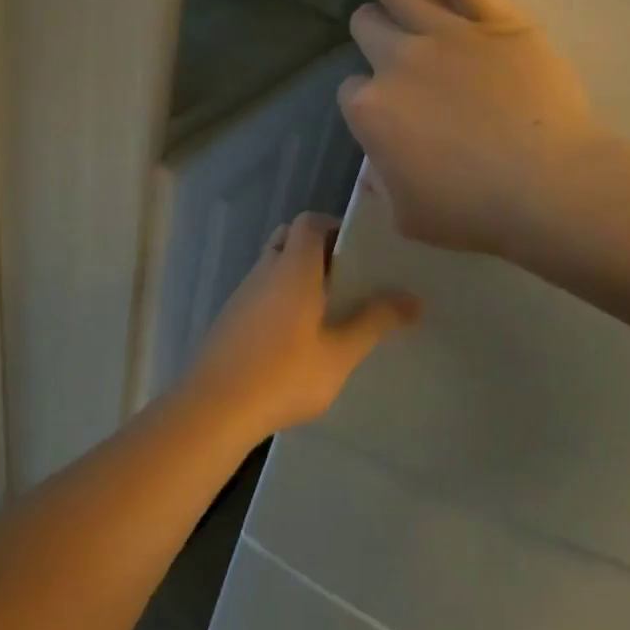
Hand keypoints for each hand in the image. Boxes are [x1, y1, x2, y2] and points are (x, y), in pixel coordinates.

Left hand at [190, 212, 418, 434]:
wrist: (215, 407)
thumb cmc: (284, 375)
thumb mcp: (339, 354)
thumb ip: (375, 323)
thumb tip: (414, 300)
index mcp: (293, 268)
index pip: (310, 222)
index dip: (335, 227)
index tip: (360, 251)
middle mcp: (265, 270)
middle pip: (290, 239)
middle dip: (318, 250)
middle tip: (347, 278)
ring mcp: (243, 293)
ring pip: (274, 265)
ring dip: (298, 275)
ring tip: (329, 309)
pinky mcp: (231, 317)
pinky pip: (261, 291)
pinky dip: (281, 297)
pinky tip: (297, 335)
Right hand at [340, 0, 605, 256]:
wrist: (548, 189)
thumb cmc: (476, 212)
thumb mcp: (409, 217)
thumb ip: (382, 185)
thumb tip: (375, 166)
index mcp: (369, 111)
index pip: (353, 91)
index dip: (373, 104)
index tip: (398, 119)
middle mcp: (394, 61)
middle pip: (367, 27)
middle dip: (377, 38)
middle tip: (407, 61)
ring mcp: (442, 32)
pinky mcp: (490, 15)